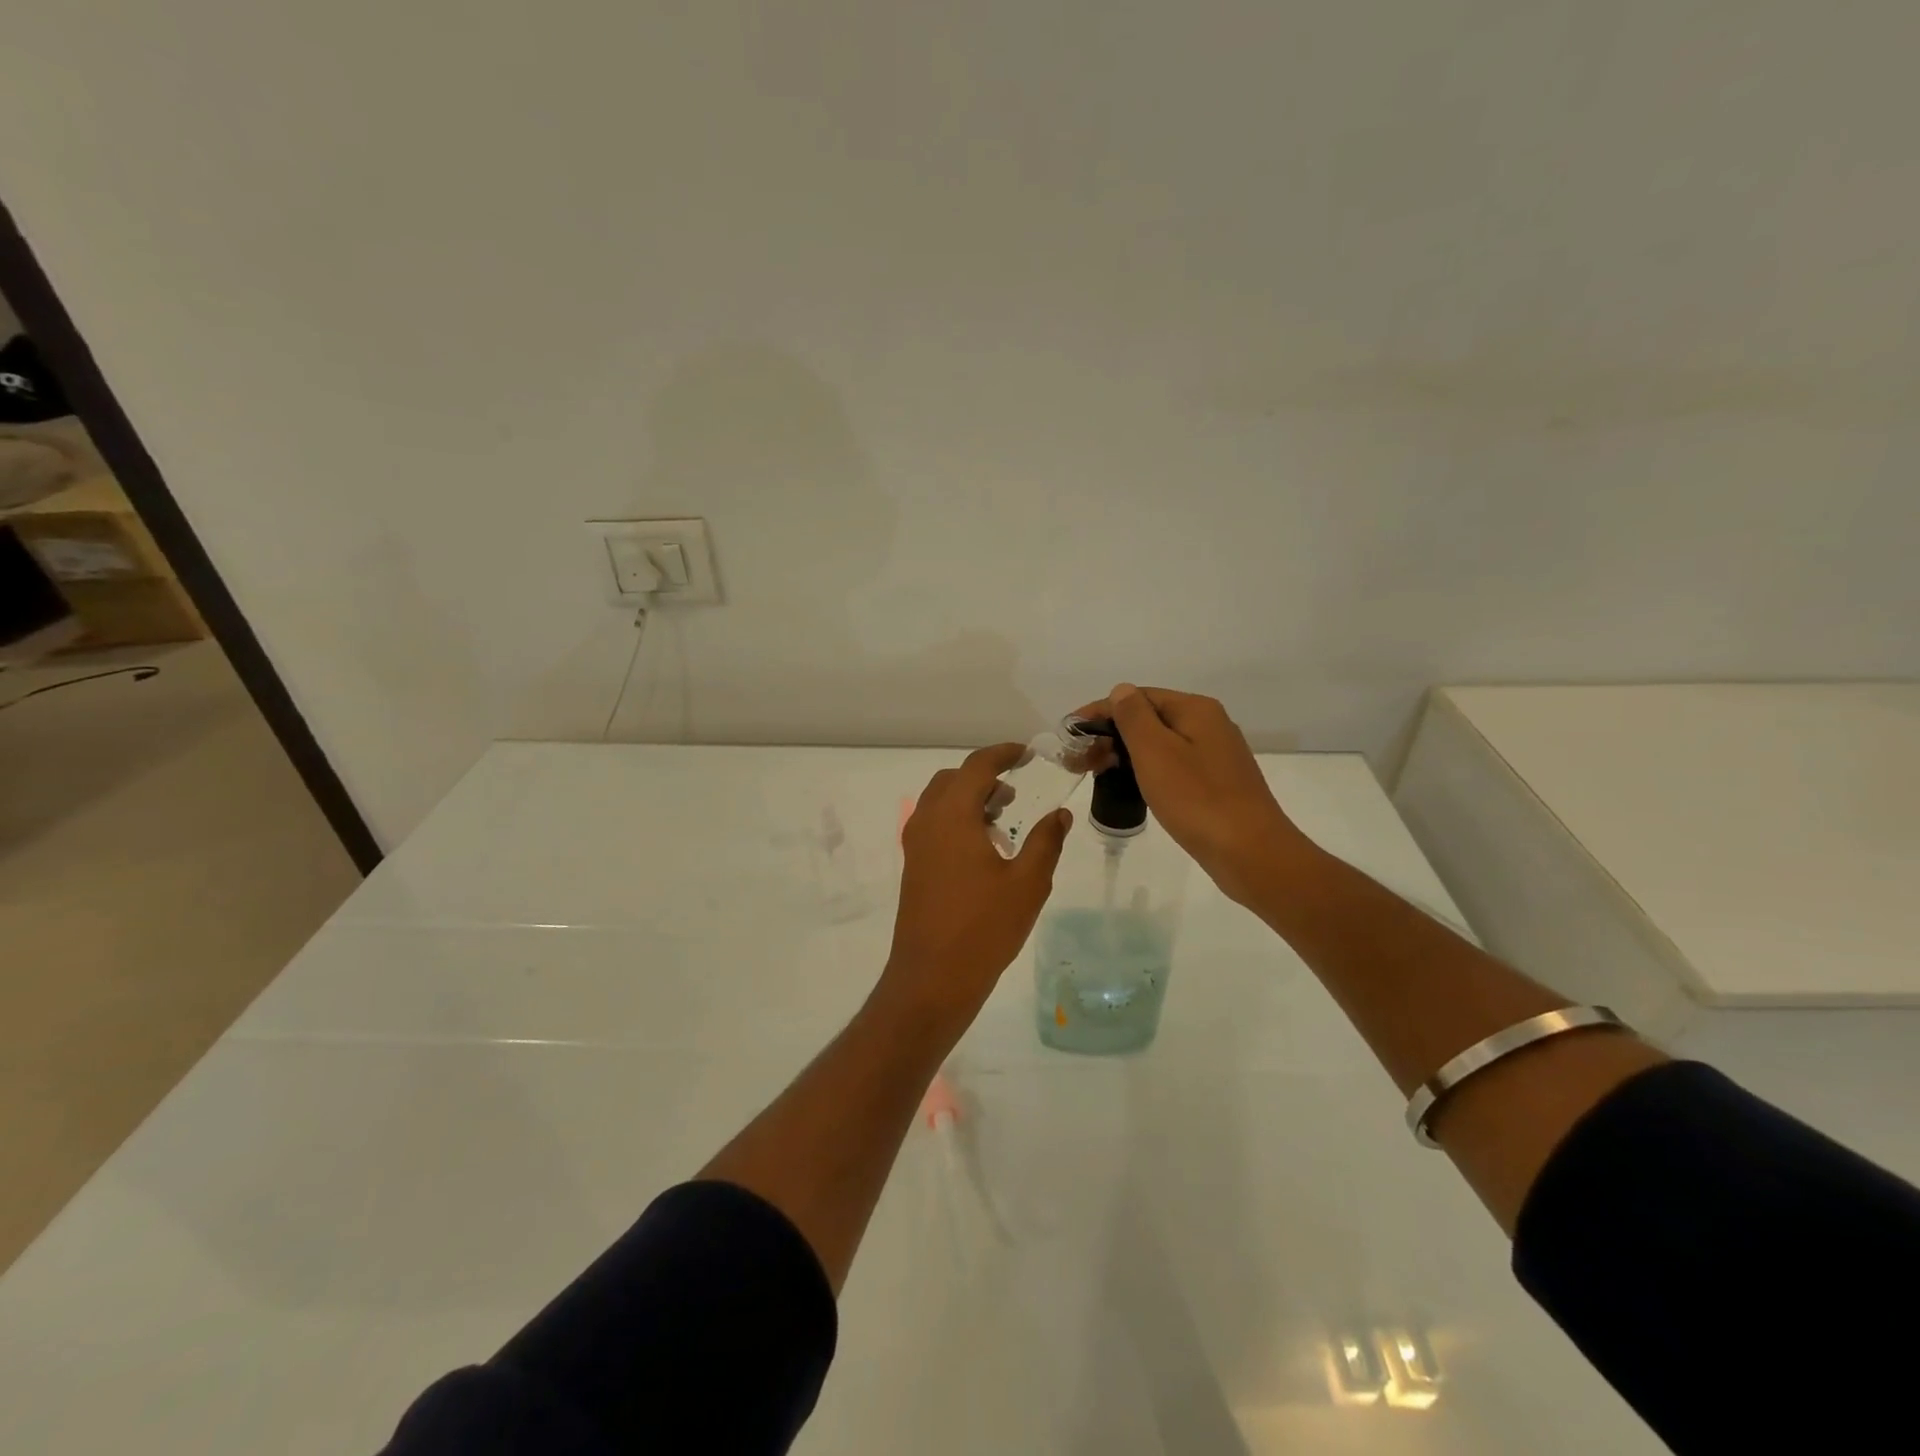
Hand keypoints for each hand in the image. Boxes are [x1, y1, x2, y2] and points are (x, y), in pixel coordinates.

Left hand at [880, 743, 1072, 1035]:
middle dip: (984, 776)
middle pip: (953, 780)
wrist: (932, 978)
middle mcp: (927, 821)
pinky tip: (985, 849)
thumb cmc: (983, 927)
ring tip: (1005, 820)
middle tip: (1016, 790)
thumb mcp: (1028, 883)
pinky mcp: (913, 866)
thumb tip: (1060, 814)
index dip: (1002, 754)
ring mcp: (915, 845)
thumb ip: (1046, 841)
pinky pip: (934, 824)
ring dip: (970, 798)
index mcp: (952, 815)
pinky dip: (958, 820)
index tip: (1026, 754)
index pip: (976, 766)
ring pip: (940, 802)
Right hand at [1080, 684, 1310, 906]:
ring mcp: (1216, 755)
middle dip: (1111, 735)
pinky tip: (1133, 787)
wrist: (1250, 853)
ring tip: (1099, 774)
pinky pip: (1174, 765)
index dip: (1100, 712)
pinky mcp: (1217, 783)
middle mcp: (1209, 725)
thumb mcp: (1155, 752)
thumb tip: (1121, 690)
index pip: (1137, 697)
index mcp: (1195, 710)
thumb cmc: (1197, 799)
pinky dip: (1147, 770)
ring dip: (1126, 754)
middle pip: (1150, 719)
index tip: (1071, 734)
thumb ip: (1134, 717)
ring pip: (1160, 744)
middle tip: (1080, 761)